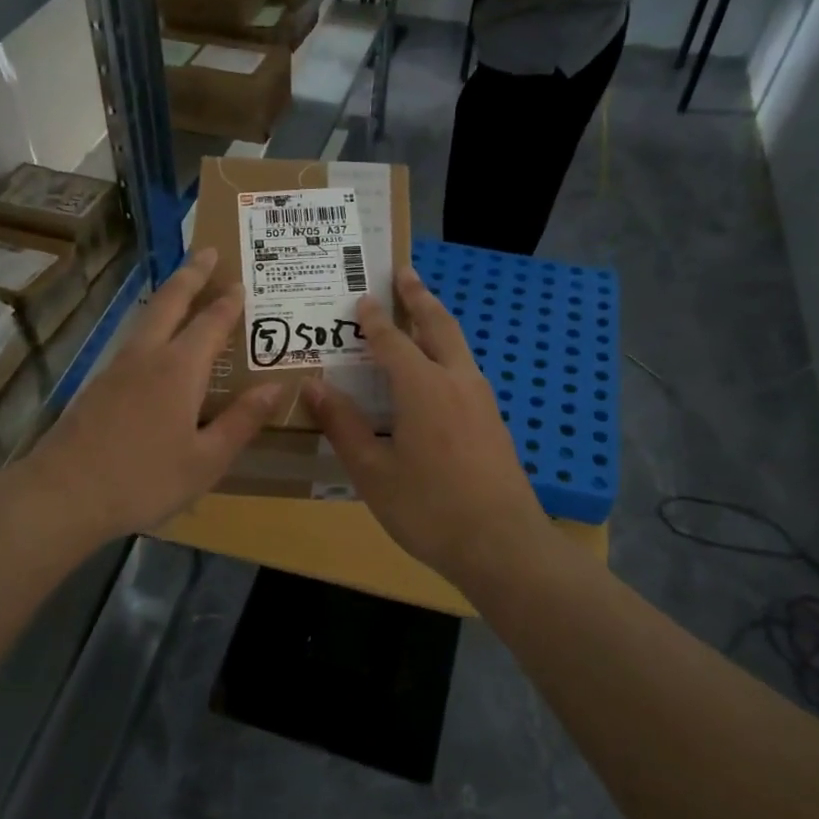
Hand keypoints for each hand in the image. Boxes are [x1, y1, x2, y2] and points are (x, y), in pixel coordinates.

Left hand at [25, 247, 279, 540]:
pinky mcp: (97, 386)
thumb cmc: (144, 479)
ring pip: (146, 318)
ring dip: (168, 296)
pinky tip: (152, 343)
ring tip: (182, 287)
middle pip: (170, 302)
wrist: (64, 494)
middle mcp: (147, 357)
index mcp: (179, 370)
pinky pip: (132, 341)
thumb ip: (242, 421)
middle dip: (191, 274)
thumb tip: (276, 386)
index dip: (228, 302)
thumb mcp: (206, 460)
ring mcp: (116, 369)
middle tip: (207, 250)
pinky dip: (150, 325)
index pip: (210, 323)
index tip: (241, 281)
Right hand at [301, 266, 551, 588]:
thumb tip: (315, 386)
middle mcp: (456, 382)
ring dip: (438, 322)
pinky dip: (448, 354)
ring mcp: (481, 401)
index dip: (373, 319)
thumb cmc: (428, 508)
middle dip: (420, 297)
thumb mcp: (372, 471)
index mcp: (423, 388)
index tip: (361, 297)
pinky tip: (438, 374)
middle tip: (405, 273)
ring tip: (421, 313)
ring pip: (458, 347)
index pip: (392, 340)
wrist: (503, 545)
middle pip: (438, 326)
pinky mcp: (493, 422)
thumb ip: (343, 426)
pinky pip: (466, 371)